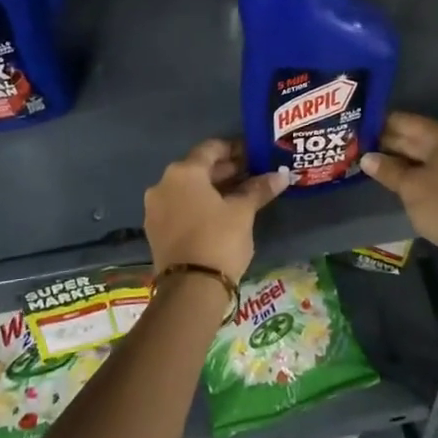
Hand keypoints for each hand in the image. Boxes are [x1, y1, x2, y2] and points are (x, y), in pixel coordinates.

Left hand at [143, 139, 289, 280]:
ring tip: (241, 195)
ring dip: (213, 189)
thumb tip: (282, 175)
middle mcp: (163, 184)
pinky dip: (200, 205)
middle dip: (226, 170)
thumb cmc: (219, 239)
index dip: (235, 149)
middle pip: (198, 168)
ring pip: (189, 189)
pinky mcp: (156, 230)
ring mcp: (155, 208)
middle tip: (252, 175)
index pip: (211, 148)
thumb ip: (259, 189)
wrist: (190, 289)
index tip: (254, 154)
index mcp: (183, 172)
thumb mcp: (243, 212)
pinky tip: (221, 214)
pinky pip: (180, 207)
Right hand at [361, 113, 437, 263]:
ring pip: (424, 157)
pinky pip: (434, 172)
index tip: (356, 134)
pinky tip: (398, 183)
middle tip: (358, 151)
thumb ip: (387, 169)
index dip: (379, 126)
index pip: (404, 121)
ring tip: (372, 168)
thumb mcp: (409, 187)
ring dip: (400, 162)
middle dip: (388, 145)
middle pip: (415, 137)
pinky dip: (416, 175)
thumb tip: (366, 158)